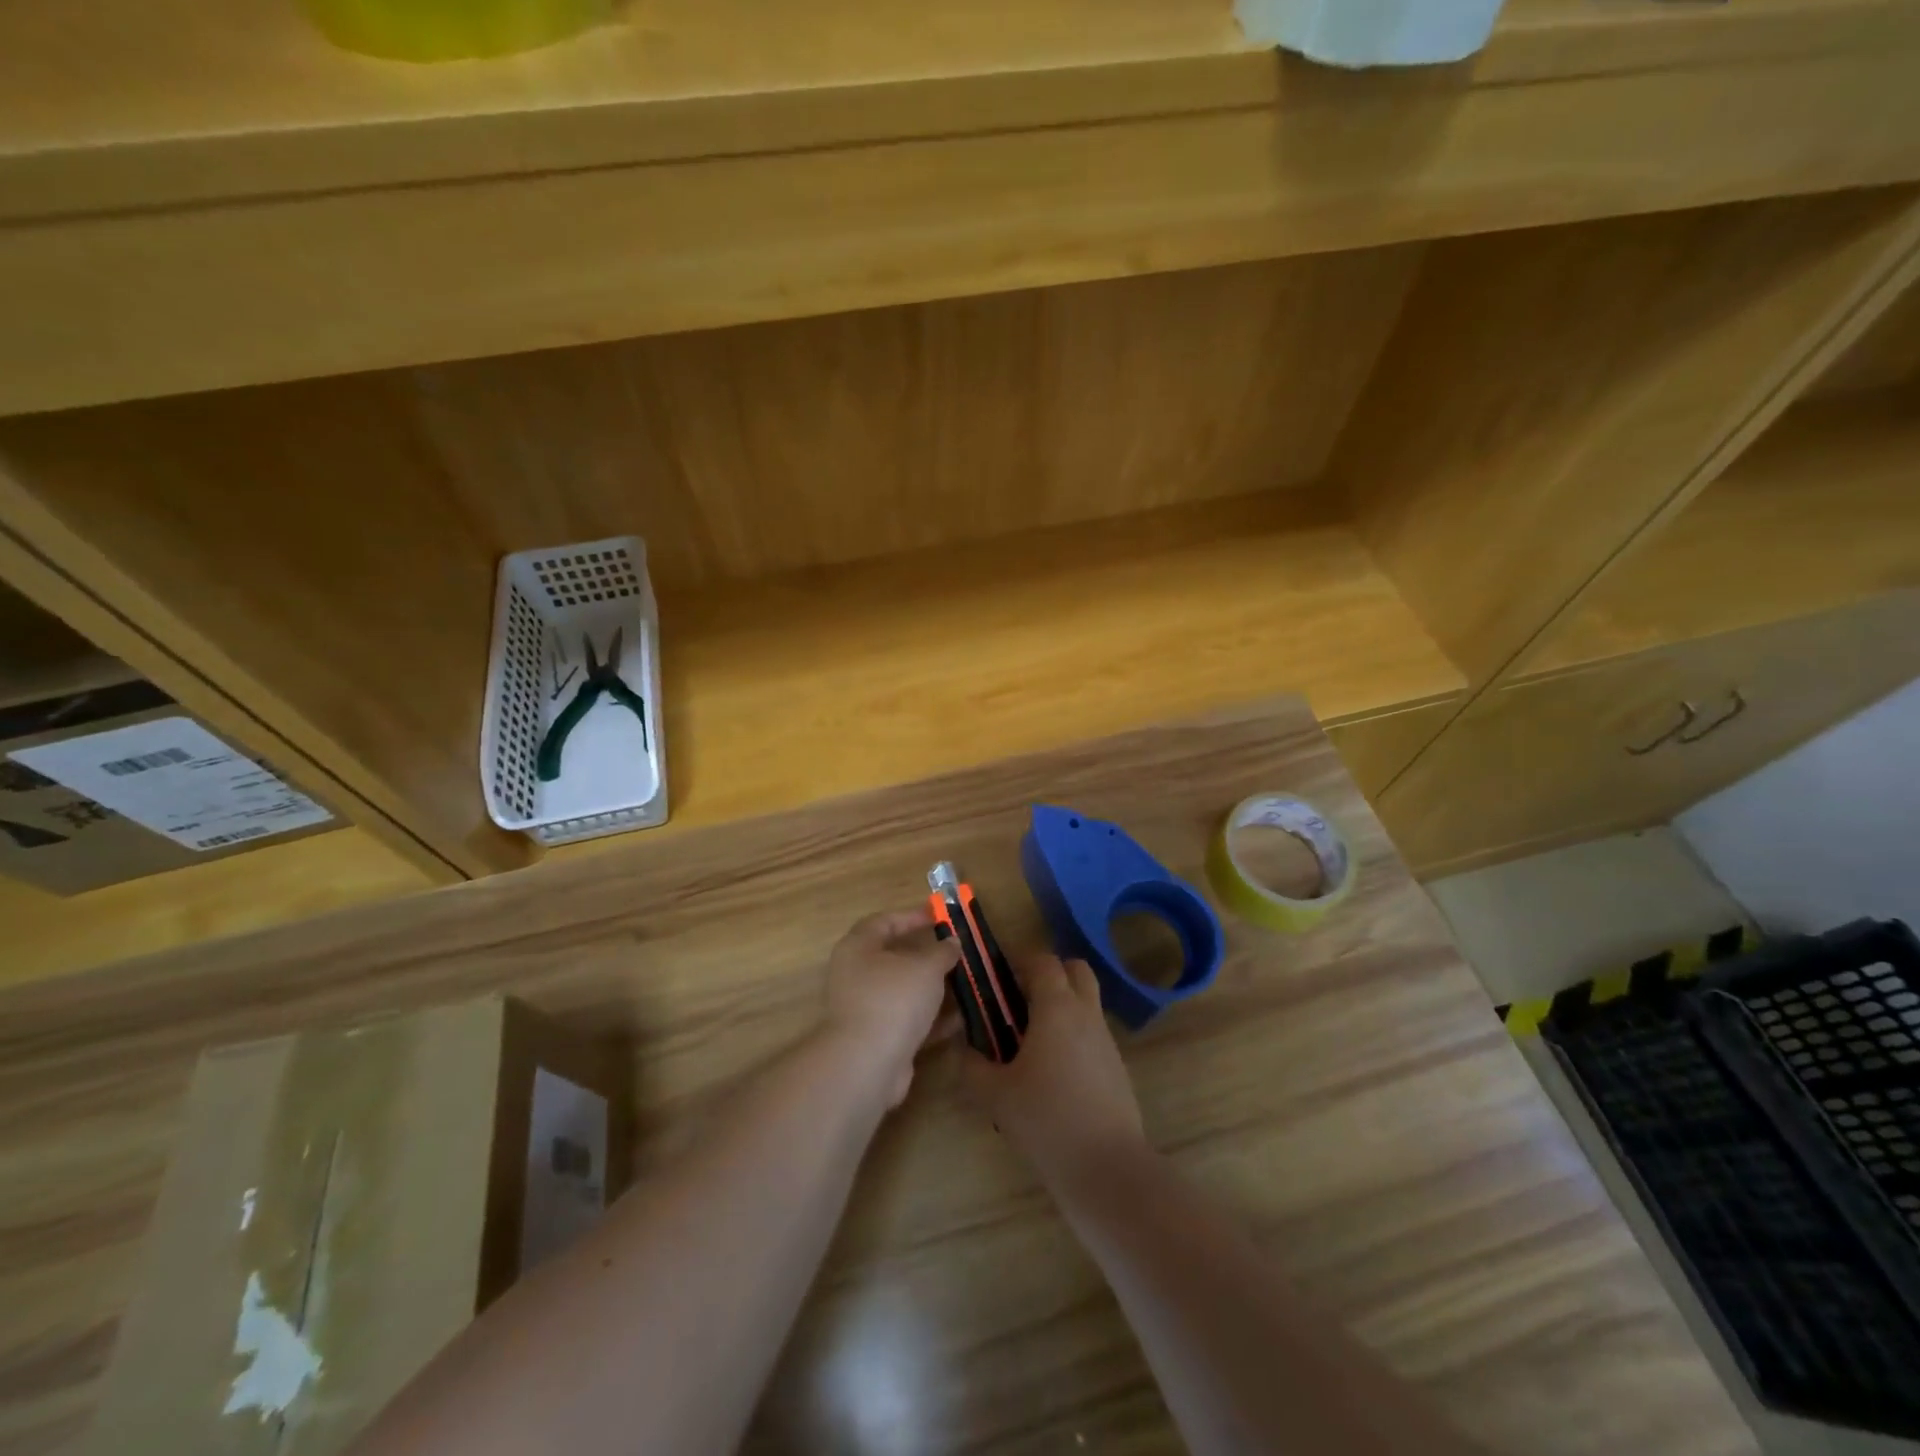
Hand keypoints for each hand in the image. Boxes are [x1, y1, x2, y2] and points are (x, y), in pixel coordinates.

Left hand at [822, 906, 960, 1105]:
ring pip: (903, 992)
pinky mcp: (877, 1039)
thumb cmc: (893, 999)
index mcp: (858, 948)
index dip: (911, 916)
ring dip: (932, 989)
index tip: (939, 917)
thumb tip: (951, 941)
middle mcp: (856, 975)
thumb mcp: (925, 967)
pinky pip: (908, 1021)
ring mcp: (865, 1009)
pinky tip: (961, 1019)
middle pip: (894, 958)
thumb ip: (942, 951)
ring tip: (964, 983)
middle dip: (927, 956)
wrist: (868, 1064)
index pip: (883, 922)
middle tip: (955, 952)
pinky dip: (932, 1019)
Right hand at [959, 955, 1146, 1188]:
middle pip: (1074, 970)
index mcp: (1056, 1007)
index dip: (1019, 961)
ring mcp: (1106, 1039)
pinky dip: (1072, 1035)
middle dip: (1048, 974)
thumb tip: (964, 1049)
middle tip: (1018, 999)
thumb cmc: (1046, 1119)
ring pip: (1085, 1002)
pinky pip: (1092, 1033)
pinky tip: (1051, 1071)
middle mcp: (1085, 1013)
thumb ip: (972, 1065)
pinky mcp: (1116, 1066)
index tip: (996, 978)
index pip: (1042, 961)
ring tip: (1029, 1040)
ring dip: (1061, 1006)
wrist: (1106, 1167)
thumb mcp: (995, 1094)